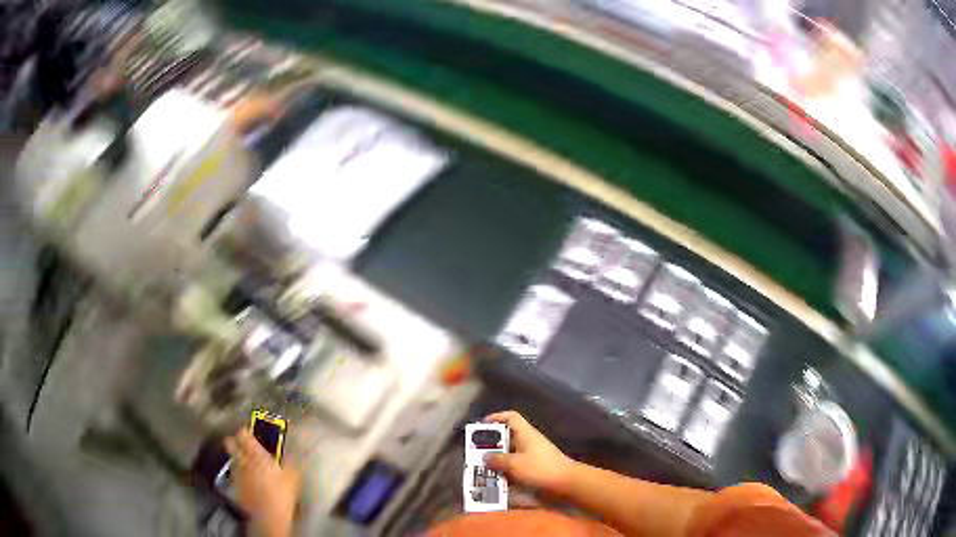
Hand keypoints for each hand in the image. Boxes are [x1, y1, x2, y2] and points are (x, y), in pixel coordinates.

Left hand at [225, 430, 299, 536]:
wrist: (268, 515)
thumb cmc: (282, 492)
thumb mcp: (292, 474)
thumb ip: (287, 458)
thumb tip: (288, 451)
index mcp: (255, 453)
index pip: (244, 433)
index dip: (246, 429)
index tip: (252, 429)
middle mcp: (242, 459)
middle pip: (231, 442)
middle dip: (235, 439)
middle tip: (242, 440)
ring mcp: (237, 472)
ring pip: (231, 456)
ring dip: (236, 453)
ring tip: (244, 456)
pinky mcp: (235, 484)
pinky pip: (234, 470)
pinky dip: (238, 468)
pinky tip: (246, 474)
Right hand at [483, 411, 575, 494]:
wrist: (566, 482)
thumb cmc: (540, 468)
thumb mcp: (515, 464)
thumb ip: (498, 459)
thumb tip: (484, 456)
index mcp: (525, 433)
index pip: (510, 417)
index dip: (496, 417)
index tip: (481, 426)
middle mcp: (528, 440)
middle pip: (507, 436)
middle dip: (492, 443)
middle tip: (477, 451)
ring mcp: (533, 453)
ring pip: (511, 451)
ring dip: (498, 458)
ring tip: (483, 466)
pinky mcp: (535, 466)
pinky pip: (516, 463)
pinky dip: (507, 468)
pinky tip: (498, 477)